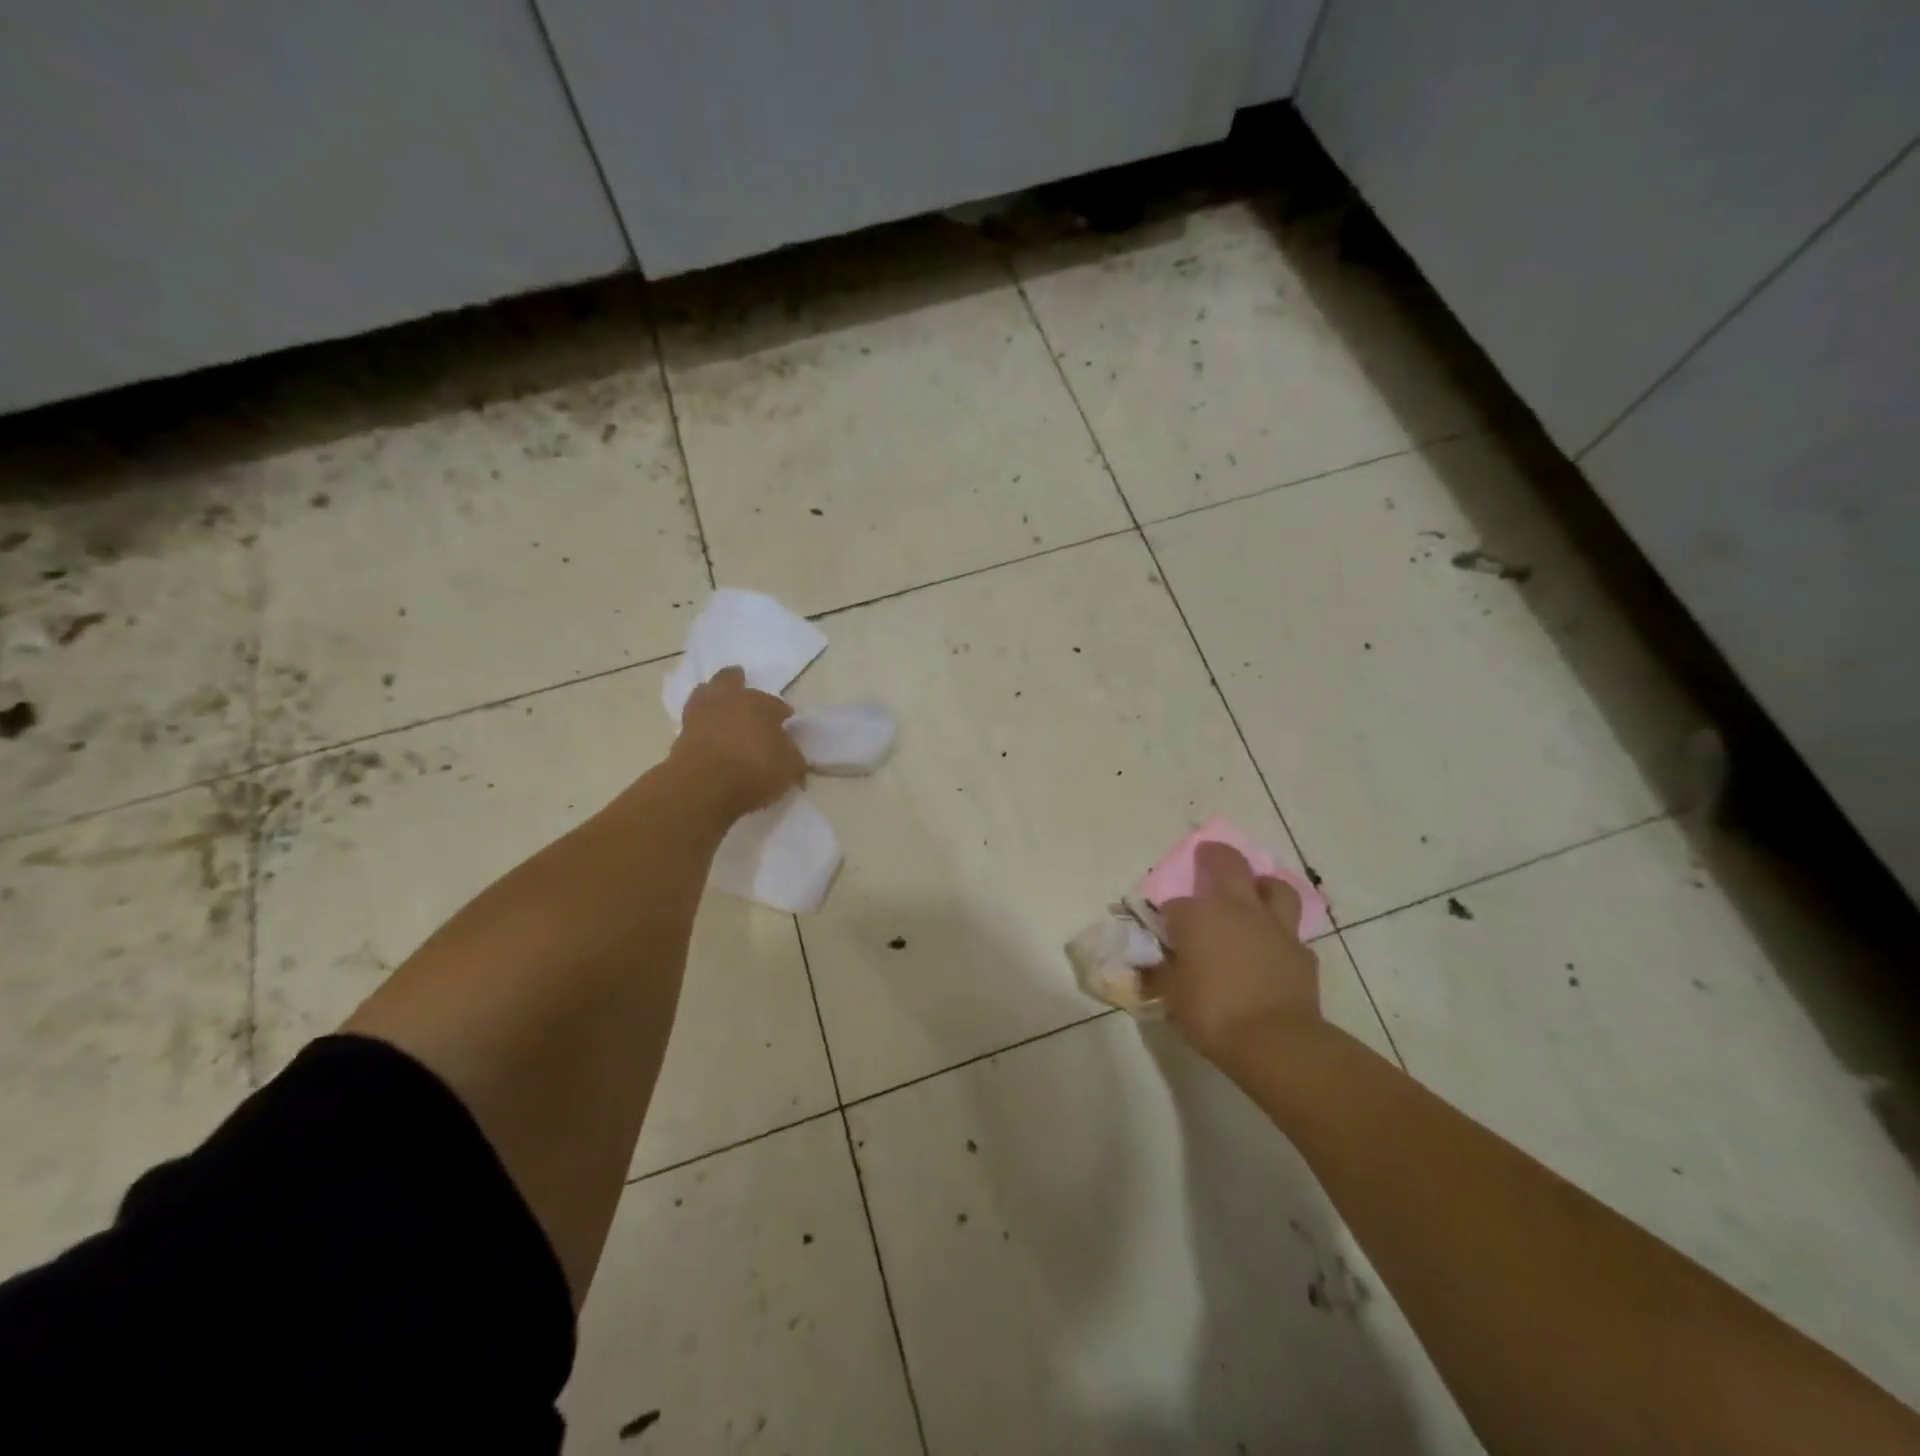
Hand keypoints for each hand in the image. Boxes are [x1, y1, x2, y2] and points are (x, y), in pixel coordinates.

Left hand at [669, 667, 805, 818]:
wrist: (703, 785)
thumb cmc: (754, 769)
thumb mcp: (788, 768)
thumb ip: (792, 759)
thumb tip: (792, 756)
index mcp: (759, 703)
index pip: (775, 704)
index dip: (781, 713)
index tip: (785, 721)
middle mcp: (729, 700)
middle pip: (730, 680)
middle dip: (737, 681)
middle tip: (741, 683)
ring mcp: (700, 714)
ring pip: (706, 693)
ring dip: (713, 696)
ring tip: (720, 707)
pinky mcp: (680, 733)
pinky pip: (694, 720)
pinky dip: (702, 723)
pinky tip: (709, 732)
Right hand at [1149, 842, 1323, 1067]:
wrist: (1276, 1042)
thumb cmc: (1212, 1013)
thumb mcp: (1171, 996)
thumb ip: (1159, 973)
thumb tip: (1147, 966)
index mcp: (1197, 916)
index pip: (1173, 905)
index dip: (1167, 917)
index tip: (1164, 934)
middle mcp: (1236, 909)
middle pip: (1226, 863)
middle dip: (1213, 856)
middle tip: (1207, 857)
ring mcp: (1274, 927)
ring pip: (1273, 886)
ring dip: (1261, 885)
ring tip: (1253, 894)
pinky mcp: (1302, 951)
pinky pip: (1290, 932)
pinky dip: (1278, 934)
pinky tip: (1272, 949)